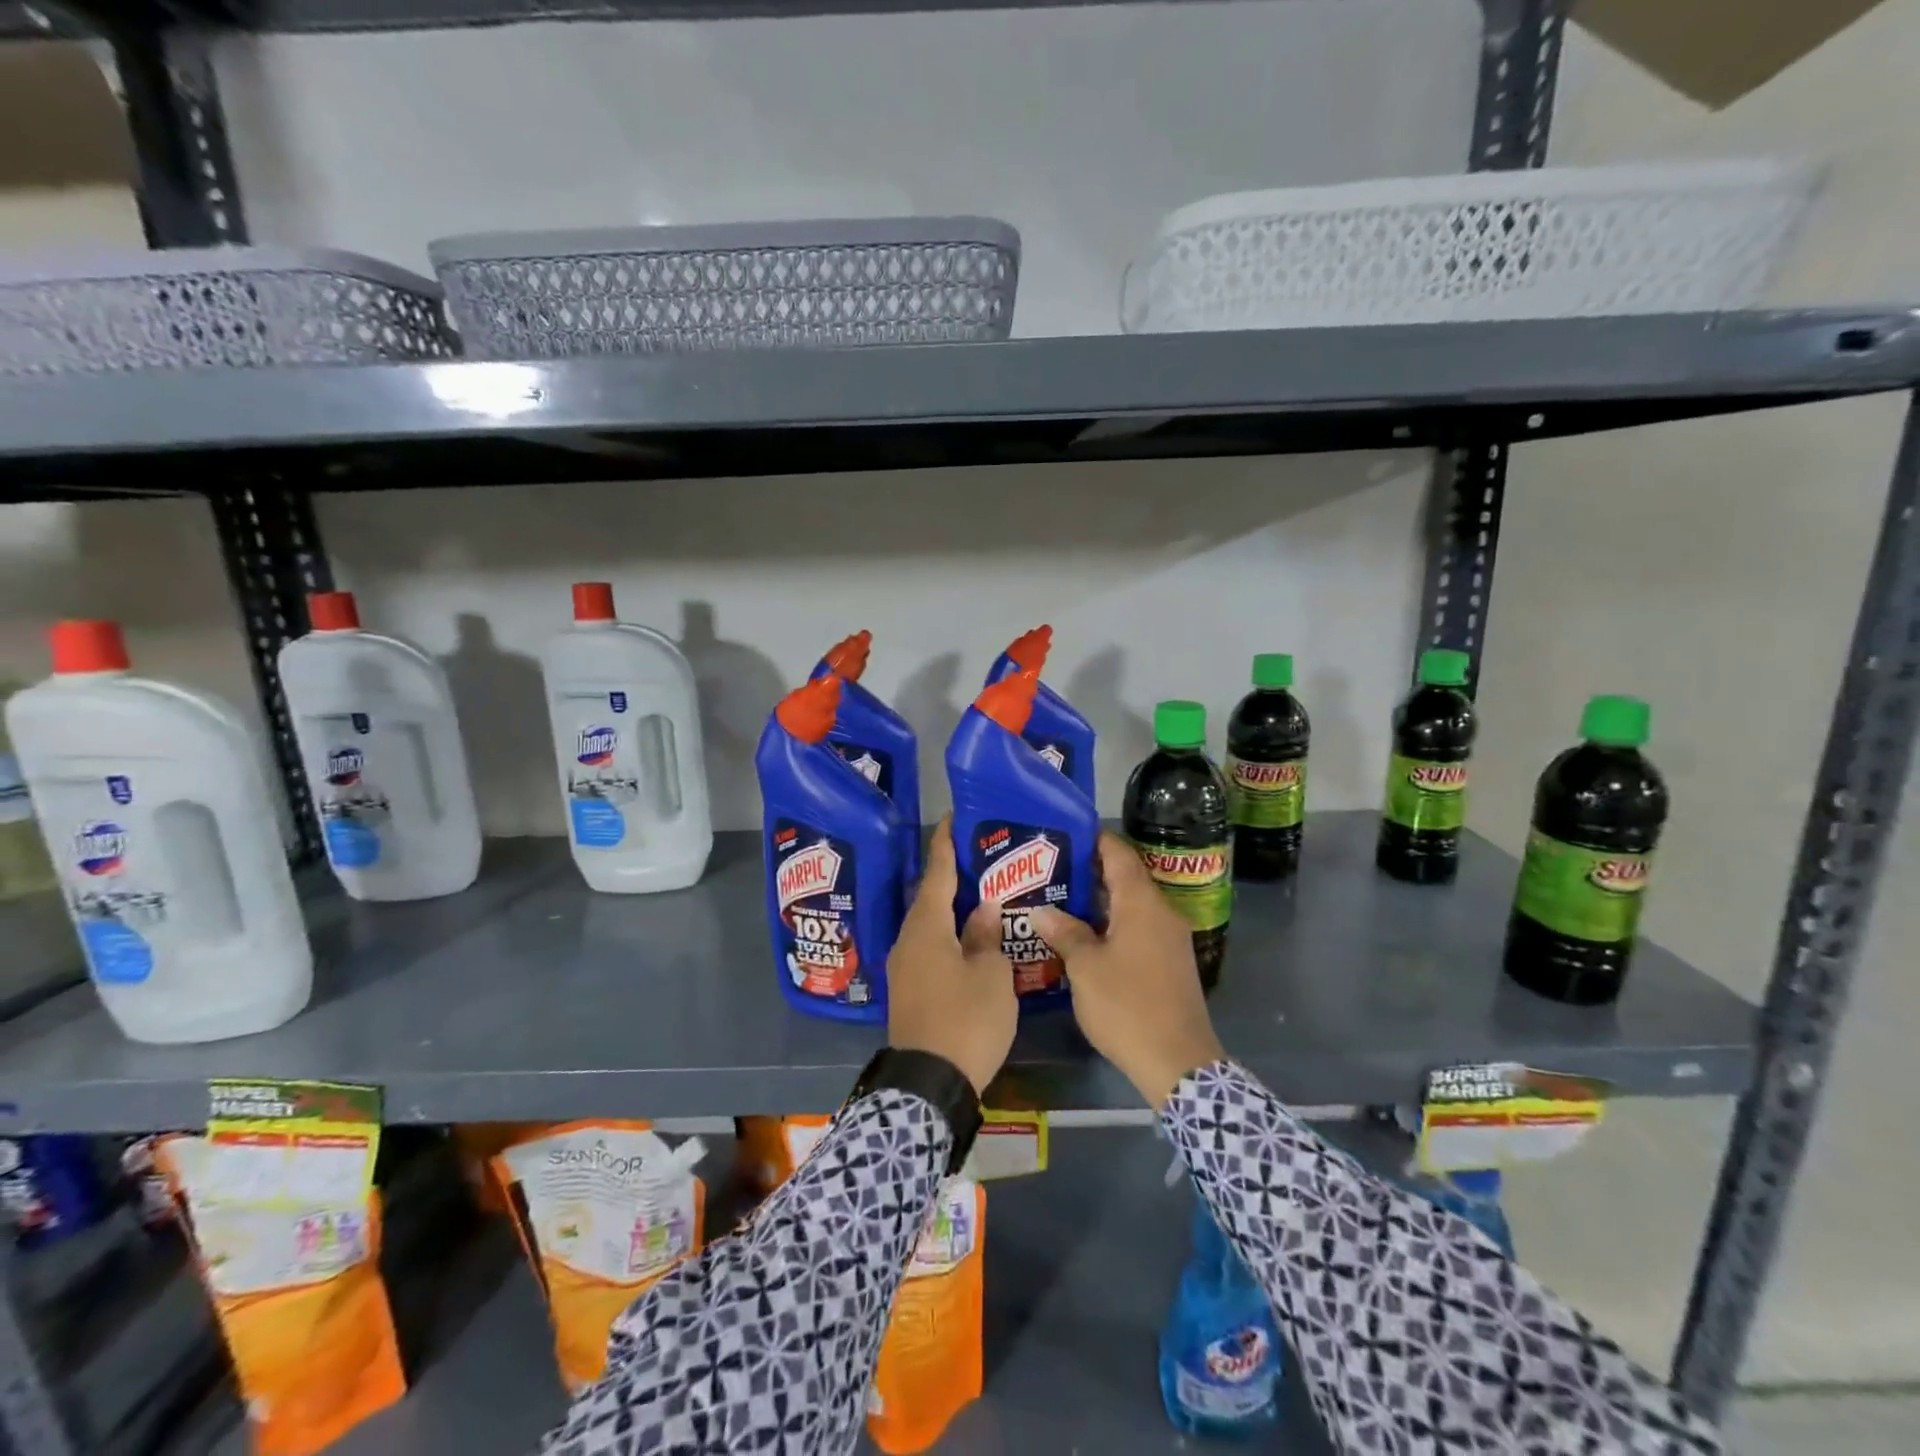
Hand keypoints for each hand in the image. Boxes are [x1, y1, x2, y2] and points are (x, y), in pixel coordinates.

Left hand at [887, 817, 1018, 1097]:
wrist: (929, 1084)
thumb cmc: (966, 1020)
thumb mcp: (991, 974)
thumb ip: (986, 936)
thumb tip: (982, 908)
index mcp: (926, 927)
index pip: (937, 873)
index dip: (946, 844)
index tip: (953, 818)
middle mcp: (907, 940)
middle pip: (929, 898)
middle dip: (951, 877)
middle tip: (979, 858)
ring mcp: (904, 967)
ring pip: (928, 925)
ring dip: (949, 909)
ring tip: (978, 895)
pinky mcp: (908, 989)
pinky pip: (928, 947)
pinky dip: (947, 934)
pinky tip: (967, 938)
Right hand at [1032, 834, 1223, 1107]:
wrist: (1178, 1062)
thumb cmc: (1127, 1005)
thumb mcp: (1085, 968)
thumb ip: (1064, 932)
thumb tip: (1042, 910)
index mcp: (1143, 903)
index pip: (1119, 853)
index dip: (1093, 839)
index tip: (1063, 833)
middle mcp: (1161, 912)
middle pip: (1125, 878)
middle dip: (1089, 872)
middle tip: (1049, 870)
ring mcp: (1170, 938)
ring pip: (1131, 905)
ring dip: (1099, 902)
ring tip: (1059, 900)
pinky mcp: (1170, 962)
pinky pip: (1138, 928)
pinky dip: (1112, 924)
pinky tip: (1084, 936)